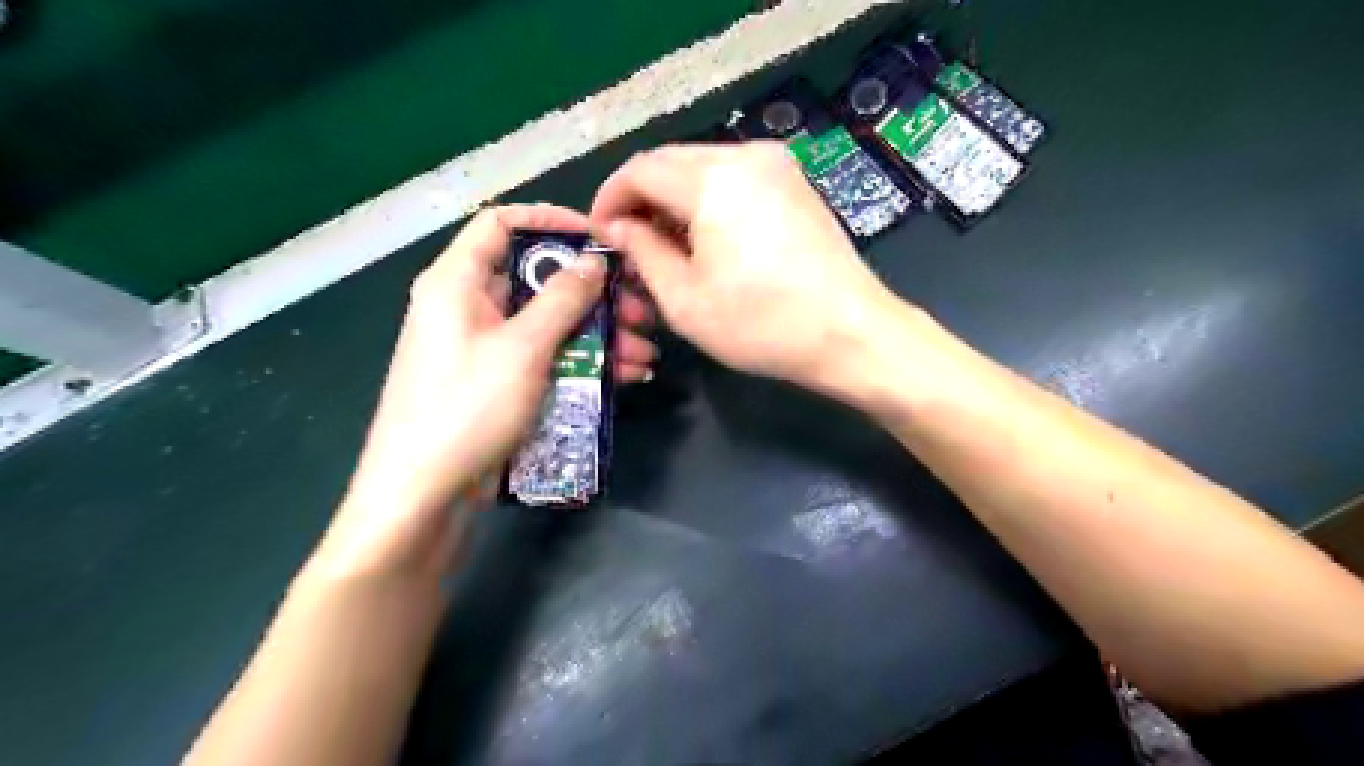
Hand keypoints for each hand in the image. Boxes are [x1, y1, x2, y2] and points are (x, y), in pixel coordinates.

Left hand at [324, 204, 658, 581]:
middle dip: (594, 294)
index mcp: (457, 283)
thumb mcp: (522, 349)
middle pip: (538, 281)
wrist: (422, 495)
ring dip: (599, 334)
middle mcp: (469, 307)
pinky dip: (583, 362)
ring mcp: (486, 348)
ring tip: (643, 354)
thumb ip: (562, 300)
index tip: (599, 238)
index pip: (501, 225)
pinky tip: (625, 377)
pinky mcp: (499, 383)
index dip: (551, 221)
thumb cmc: (466, 409)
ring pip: (550, 324)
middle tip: (639, 309)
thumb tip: (592, 261)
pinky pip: (547, 358)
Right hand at [592, 139, 901, 393]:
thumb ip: (642, 253)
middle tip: (629, 243)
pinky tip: (706, 239)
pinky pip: (734, 178)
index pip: (639, 169)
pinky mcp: (795, 183)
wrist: (851, 333)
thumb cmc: (762, 324)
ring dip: (674, 200)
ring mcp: (777, 165)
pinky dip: (707, 201)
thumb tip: (619, 228)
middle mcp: (745, 155)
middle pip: (670, 161)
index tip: (601, 235)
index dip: (609, 199)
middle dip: (641, 198)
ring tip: (665, 247)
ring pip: (702, 167)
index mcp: (713, 179)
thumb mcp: (685, 300)